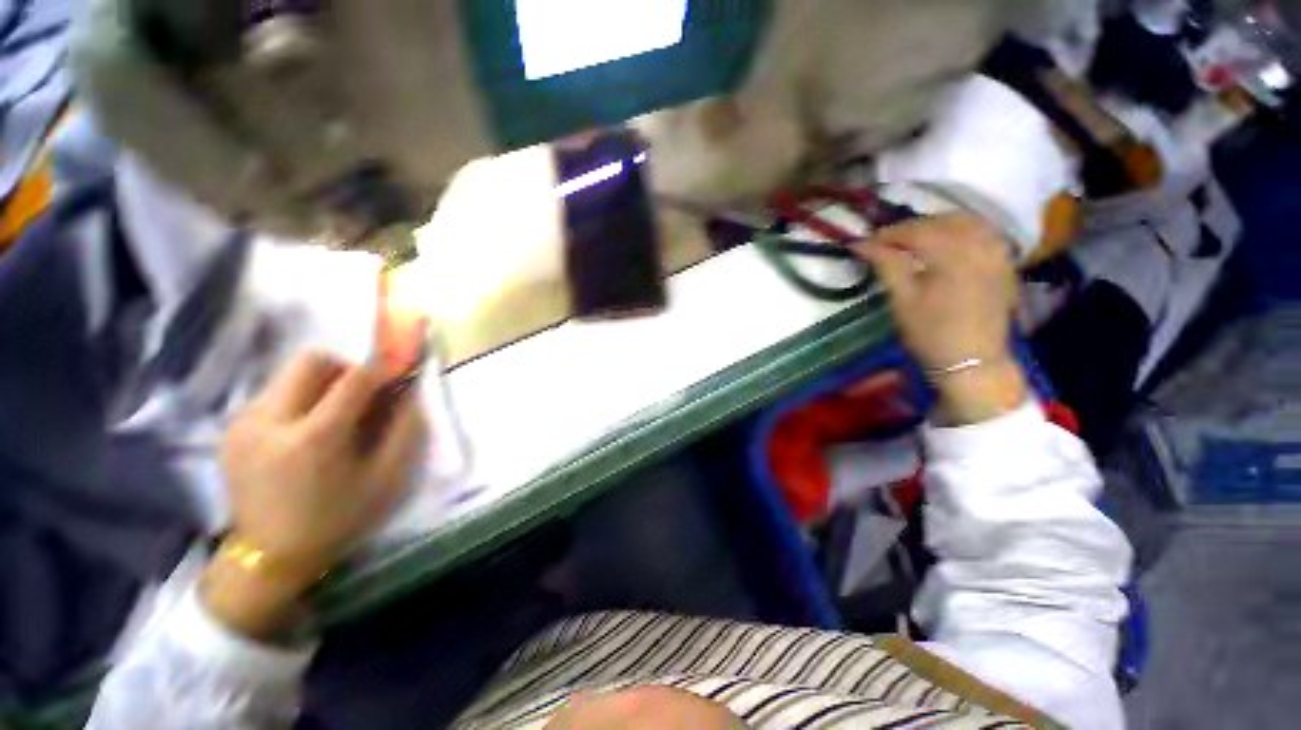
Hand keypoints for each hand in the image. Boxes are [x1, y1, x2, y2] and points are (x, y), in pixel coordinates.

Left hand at [204, 353, 425, 637]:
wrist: (268, 556)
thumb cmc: (337, 518)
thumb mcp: (386, 479)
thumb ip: (404, 429)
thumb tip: (411, 391)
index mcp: (314, 437)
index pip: (354, 378)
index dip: (382, 367)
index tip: (398, 369)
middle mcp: (271, 420)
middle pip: (311, 361)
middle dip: (343, 368)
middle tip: (359, 394)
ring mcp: (244, 423)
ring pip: (288, 374)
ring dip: (320, 384)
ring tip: (331, 417)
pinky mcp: (231, 429)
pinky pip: (272, 393)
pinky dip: (298, 399)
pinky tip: (304, 431)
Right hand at [855, 214, 1027, 424]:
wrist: (972, 361)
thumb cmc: (931, 332)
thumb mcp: (902, 299)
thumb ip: (886, 265)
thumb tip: (861, 245)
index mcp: (953, 253)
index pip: (915, 230)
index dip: (886, 234)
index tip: (864, 243)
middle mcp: (980, 244)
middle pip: (942, 221)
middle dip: (911, 228)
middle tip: (887, 243)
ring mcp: (997, 252)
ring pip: (967, 222)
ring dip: (938, 225)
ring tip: (916, 240)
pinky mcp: (1004, 263)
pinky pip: (985, 233)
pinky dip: (962, 231)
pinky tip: (948, 244)